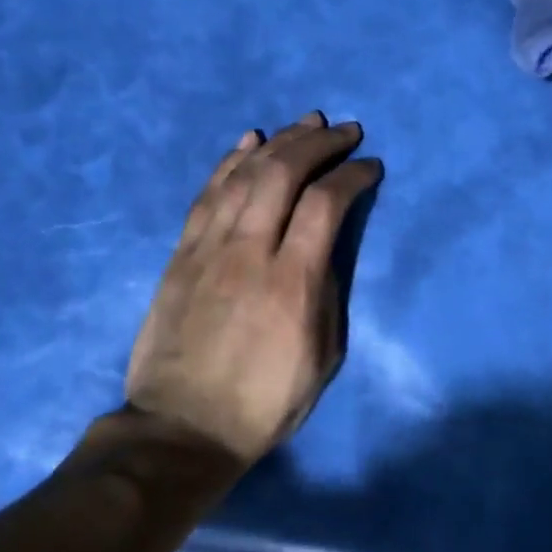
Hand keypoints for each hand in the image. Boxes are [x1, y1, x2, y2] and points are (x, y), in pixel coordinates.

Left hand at [124, 113, 382, 464]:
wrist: (182, 428)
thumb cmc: (264, 403)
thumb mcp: (322, 357)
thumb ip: (328, 293)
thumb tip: (326, 247)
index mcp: (292, 282)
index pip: (326, 203)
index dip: (352, 174)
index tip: (370, 166)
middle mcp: (249, 252)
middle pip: (283, 173)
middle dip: (318, 142)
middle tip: (344, 131)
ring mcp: (208, 249)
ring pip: (244, 175)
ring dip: (278, 142)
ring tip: (305, 123)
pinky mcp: (181, 255)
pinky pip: (207, 195)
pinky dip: (230, 162)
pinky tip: (249, 141)